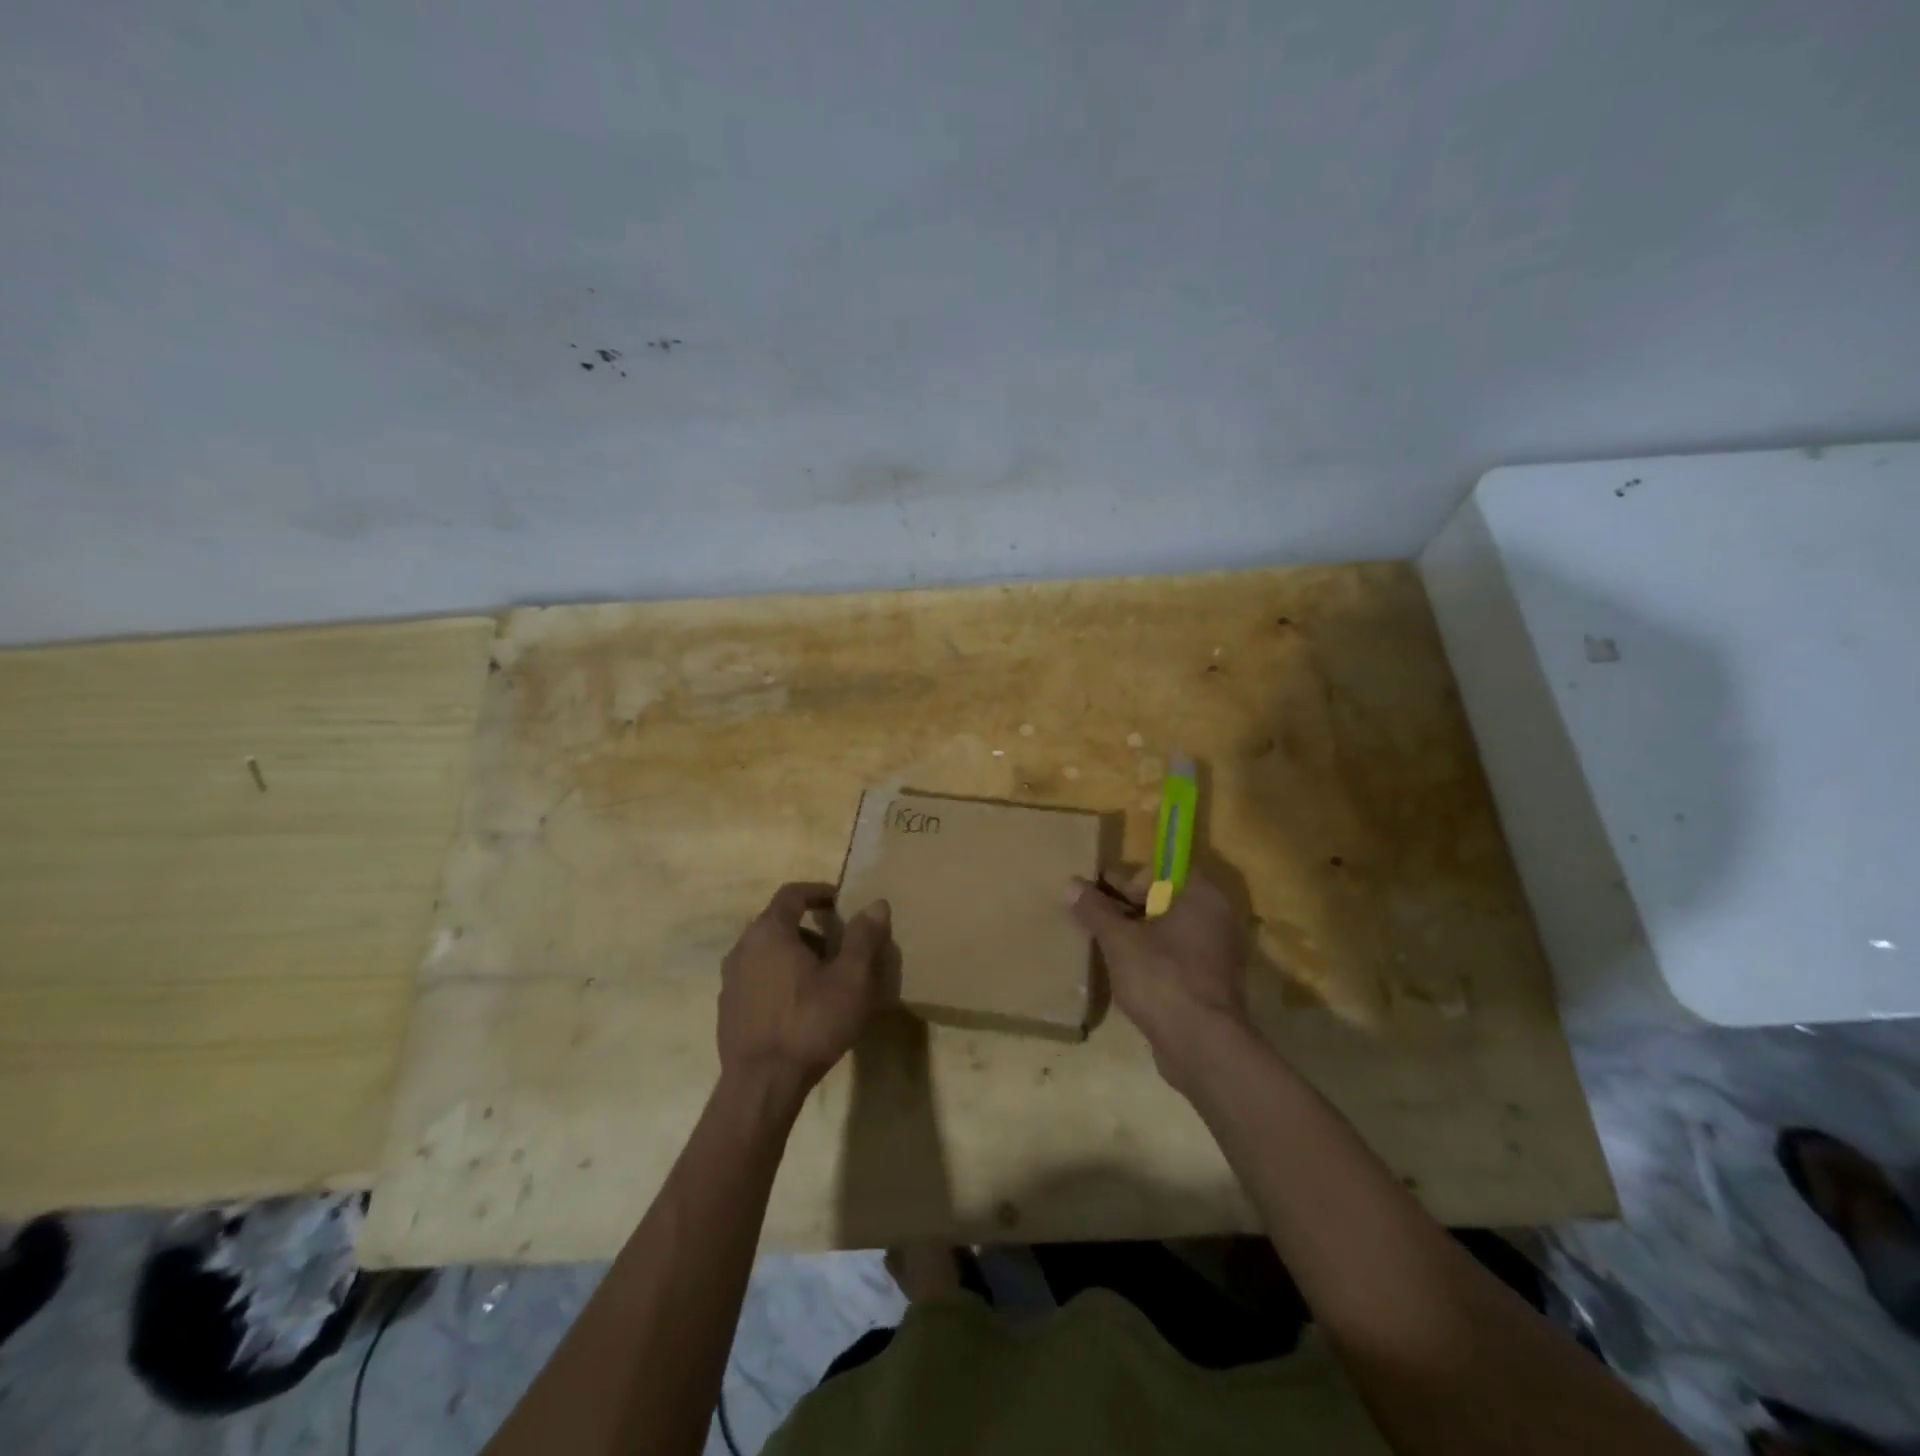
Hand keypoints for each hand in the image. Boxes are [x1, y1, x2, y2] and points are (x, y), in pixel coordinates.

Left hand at [718, 882, 892, 1100]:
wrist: (761, 1086)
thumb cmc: (810, 1023)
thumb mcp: (850, 980)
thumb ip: (863, 938)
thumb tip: (877, 904)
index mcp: (769, 932)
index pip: (791, 894)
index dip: (818, 892)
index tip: (840, 901)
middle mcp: (742, 948)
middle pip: (778, 923)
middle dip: (810, 928)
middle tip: (838, 945)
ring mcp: (730, 980)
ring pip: (766, 952)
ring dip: (794, 954)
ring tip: (822, 977)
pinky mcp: (727, 1009)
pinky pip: (756, 978)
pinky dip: (778, 978)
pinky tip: (799, 1005)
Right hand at [1068, 868, 1250, 1090]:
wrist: (1202, 1046)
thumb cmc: (1161, 978)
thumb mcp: (1118, 940)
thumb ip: (1094, 909)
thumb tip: (1070, 884)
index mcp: (1201, 896)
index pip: (1160, 871)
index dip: (1126, 881)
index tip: (1098, 898)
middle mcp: (1217, 918)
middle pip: (1164, 901)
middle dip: (1127, 909)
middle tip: (1094, 922)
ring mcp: (1218, 953)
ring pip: (1169, 933)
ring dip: (1138, 937)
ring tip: (1103, 947)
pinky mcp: (1212, 984)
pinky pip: (1177, 959)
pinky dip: (1153, 961)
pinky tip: (1125, 974)